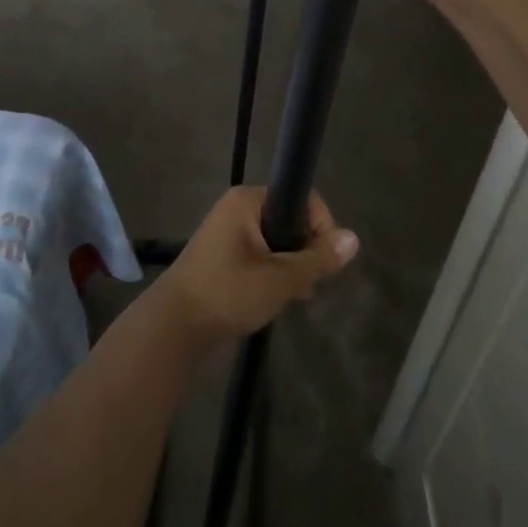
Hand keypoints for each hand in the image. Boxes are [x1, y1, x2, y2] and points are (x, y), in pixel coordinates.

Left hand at [151, 186, 357, 346]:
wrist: (173, 327)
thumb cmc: (227, 293)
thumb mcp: (280, 278)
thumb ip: (318, 258)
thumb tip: (353, 239)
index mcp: (248, 201)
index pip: (302, 199)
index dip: (321, 227)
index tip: (324, 260)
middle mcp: (237, 209)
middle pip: (290, 221)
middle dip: (305, 253)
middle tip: (306, 284)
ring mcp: (228, 234)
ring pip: (277, 243)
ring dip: (290, 268)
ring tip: (292, 296)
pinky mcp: (223, 257)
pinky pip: (261, 257)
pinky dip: (273, 274)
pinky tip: (277, 300)